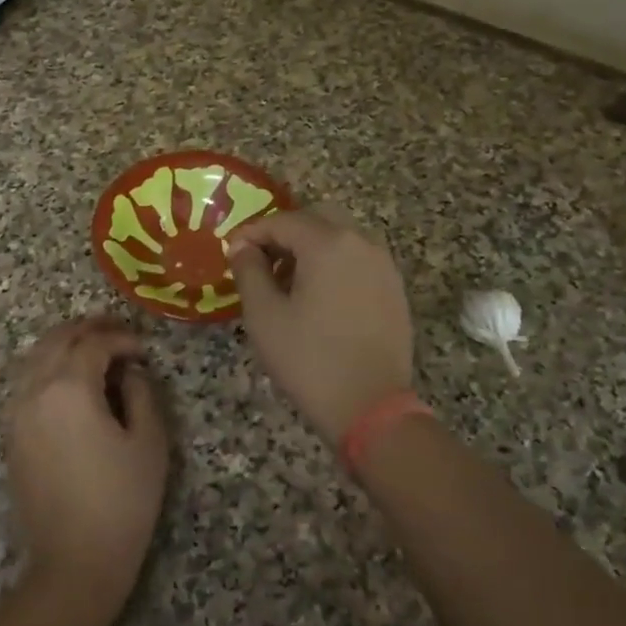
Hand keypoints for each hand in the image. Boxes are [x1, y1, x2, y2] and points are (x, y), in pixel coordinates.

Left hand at [2, 317, 169, 615]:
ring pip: (37, 356)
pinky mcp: (11, 434)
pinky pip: (27, 381)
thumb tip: (130, 370)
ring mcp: (17, 412)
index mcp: (70, 387)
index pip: (95, 343)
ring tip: (95, 348)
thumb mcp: (149, 442)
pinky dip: (49, 366)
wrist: (74, 562)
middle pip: (58, 339)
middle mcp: (36, 390)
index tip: (144, 349)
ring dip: (66, 344)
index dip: (123, 338)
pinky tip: (71, 379)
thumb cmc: (122, 501)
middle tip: (118, 332)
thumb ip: (141, 393)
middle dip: (89, 329)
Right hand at [227, 206, 413, 444]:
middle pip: (316, 218)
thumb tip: (242, 246)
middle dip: (285, 233)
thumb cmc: (309, 359)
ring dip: (311, 248)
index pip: (282, 221)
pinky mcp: (394, 289)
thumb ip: (249, 270)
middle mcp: (361, 242)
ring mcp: (383, 265)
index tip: (231, 252)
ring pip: (340, 237)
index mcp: (328, 243)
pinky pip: (358, 259)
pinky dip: (334, 264)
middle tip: (261, 262)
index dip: (251, 233)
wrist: (370, 407)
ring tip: (287, 282)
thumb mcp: (264, 315)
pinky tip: (318, 298)